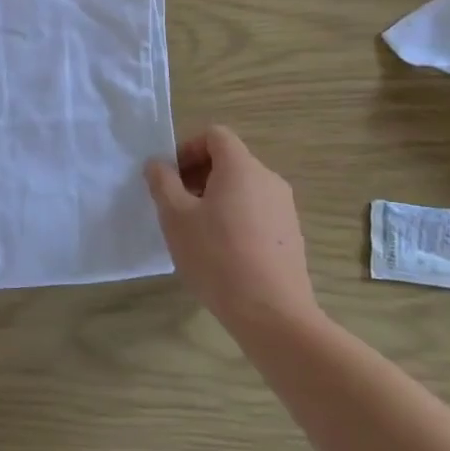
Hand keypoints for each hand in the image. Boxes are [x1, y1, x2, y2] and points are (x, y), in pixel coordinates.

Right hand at [145, 126, 318, 334]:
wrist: (273, 315)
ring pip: (243, 188)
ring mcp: (284, 208)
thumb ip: (162, 182)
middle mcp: (268, 179)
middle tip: (176, 205)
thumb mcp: (175, 217)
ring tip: (196, 232)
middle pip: (229, 160)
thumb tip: (158, 165)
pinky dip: (235, 218)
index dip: (187, 148)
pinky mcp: (291, 236)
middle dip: (198, 175)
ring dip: (215, 198)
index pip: (214, 135)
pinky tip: (221, 253)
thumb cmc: (217, 257)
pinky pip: (257, 212)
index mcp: (241, 167)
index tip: (171, 178)